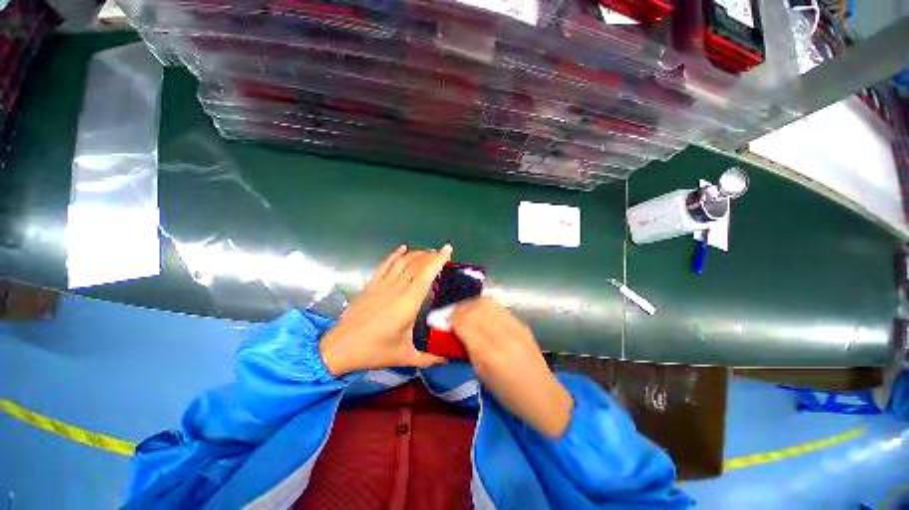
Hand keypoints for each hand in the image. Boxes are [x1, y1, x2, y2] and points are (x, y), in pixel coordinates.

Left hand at [319, 244, 451, 375]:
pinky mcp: (371, 285)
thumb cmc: (375, 351)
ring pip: (402, 262)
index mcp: (408, 303)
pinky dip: (394, 255)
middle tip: (441, 253)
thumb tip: (448, 358)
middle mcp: (397, 289)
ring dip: (416, 254)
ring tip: (427, 251)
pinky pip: (385, 265)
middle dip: (430, 256)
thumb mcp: (405, 357)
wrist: (340, 348)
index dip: (438, 260)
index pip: (426, 275)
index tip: (448, 249)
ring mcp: (382, 285)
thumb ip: (429, 358)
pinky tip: (402, 248)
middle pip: (416, 265)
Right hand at [450, 297, 572, 437]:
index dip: (452, 318)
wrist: (543, 395)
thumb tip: (458, 330)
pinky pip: (499, 307)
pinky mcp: (522, 324)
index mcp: (489, 355)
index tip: (446, 319)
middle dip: (461, 308)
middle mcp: (502, 336)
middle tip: (454, 313)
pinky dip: (485, 305)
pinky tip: (481, 310)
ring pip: (488, 303)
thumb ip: (469, 349)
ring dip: (472, 303)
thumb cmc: (508, 394)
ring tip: (466, 309)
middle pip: (476, 309)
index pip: (465, 324)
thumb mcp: (482, 375)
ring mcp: (515, 328)